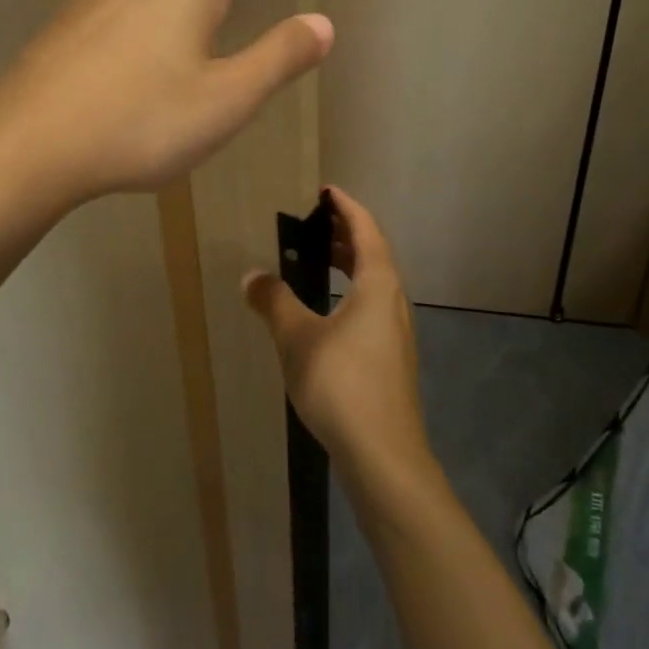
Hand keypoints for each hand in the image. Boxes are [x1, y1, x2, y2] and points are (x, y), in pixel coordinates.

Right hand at [244, 186, 434, 492]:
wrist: (385, 458)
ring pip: (373, 283)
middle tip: (314, 223)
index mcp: (378, 284)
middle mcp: (393, 302)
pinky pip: (371, 307)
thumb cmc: (342, 385)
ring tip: (316, 260)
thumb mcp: (297, 338)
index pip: (366, 229)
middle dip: (345, 234)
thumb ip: (273, 302)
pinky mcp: (391, 359)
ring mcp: (396, 333)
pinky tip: (325, 314)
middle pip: (373, 254)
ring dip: (348, 265)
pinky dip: (349, 292)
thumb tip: (251, 276)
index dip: (346, 206)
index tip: (325, 190)